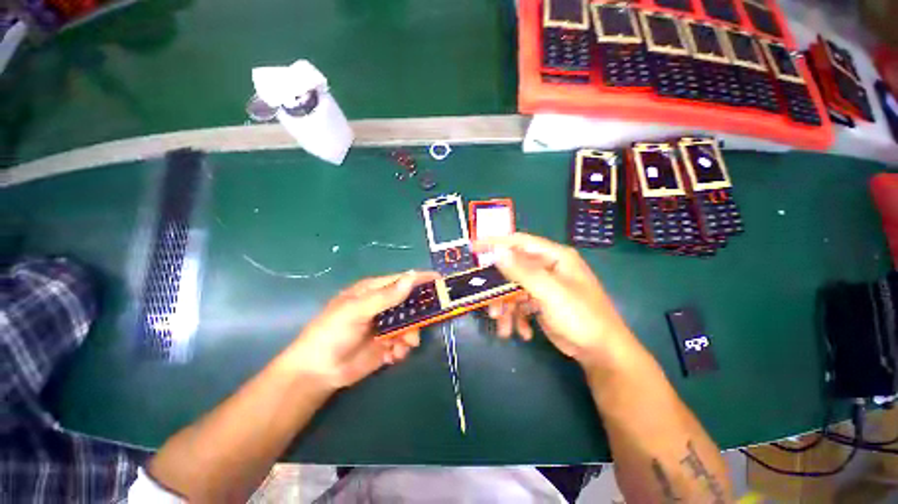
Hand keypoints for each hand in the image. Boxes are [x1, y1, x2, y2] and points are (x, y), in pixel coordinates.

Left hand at [285, 270, 439, 390]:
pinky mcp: (387, 345)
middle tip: (421, 324)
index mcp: (374, 291)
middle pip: (410, 303)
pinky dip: (403, 349)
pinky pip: (405, 342)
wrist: (318, 372)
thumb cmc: (332, 333)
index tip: (440, 281)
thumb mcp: (357, 311)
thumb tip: (411, 277)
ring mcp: (386, 326)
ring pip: (411, 324)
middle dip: (418, 314)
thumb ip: (386, 296)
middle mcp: (383, 306)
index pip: (402, 280)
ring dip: (411, 335)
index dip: (420, 279)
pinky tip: (393, 356)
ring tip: (401, 346)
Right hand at [475, 233, 638, 371]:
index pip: (519, 242)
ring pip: (513, 289)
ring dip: (505, 308)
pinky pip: (520, 304)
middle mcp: (547, 268)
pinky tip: (523, 332)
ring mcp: (544, 286)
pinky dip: (516, 317)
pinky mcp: (541, 303)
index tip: (473, 248)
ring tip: (503, 327)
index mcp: (554, 257)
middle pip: (512, 270)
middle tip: (488, 305)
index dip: (495, 243)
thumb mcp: (550, 292)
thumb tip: (497, 250)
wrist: (601, 353)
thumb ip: (522, 270)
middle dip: (499, 289)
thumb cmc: (581, 316)